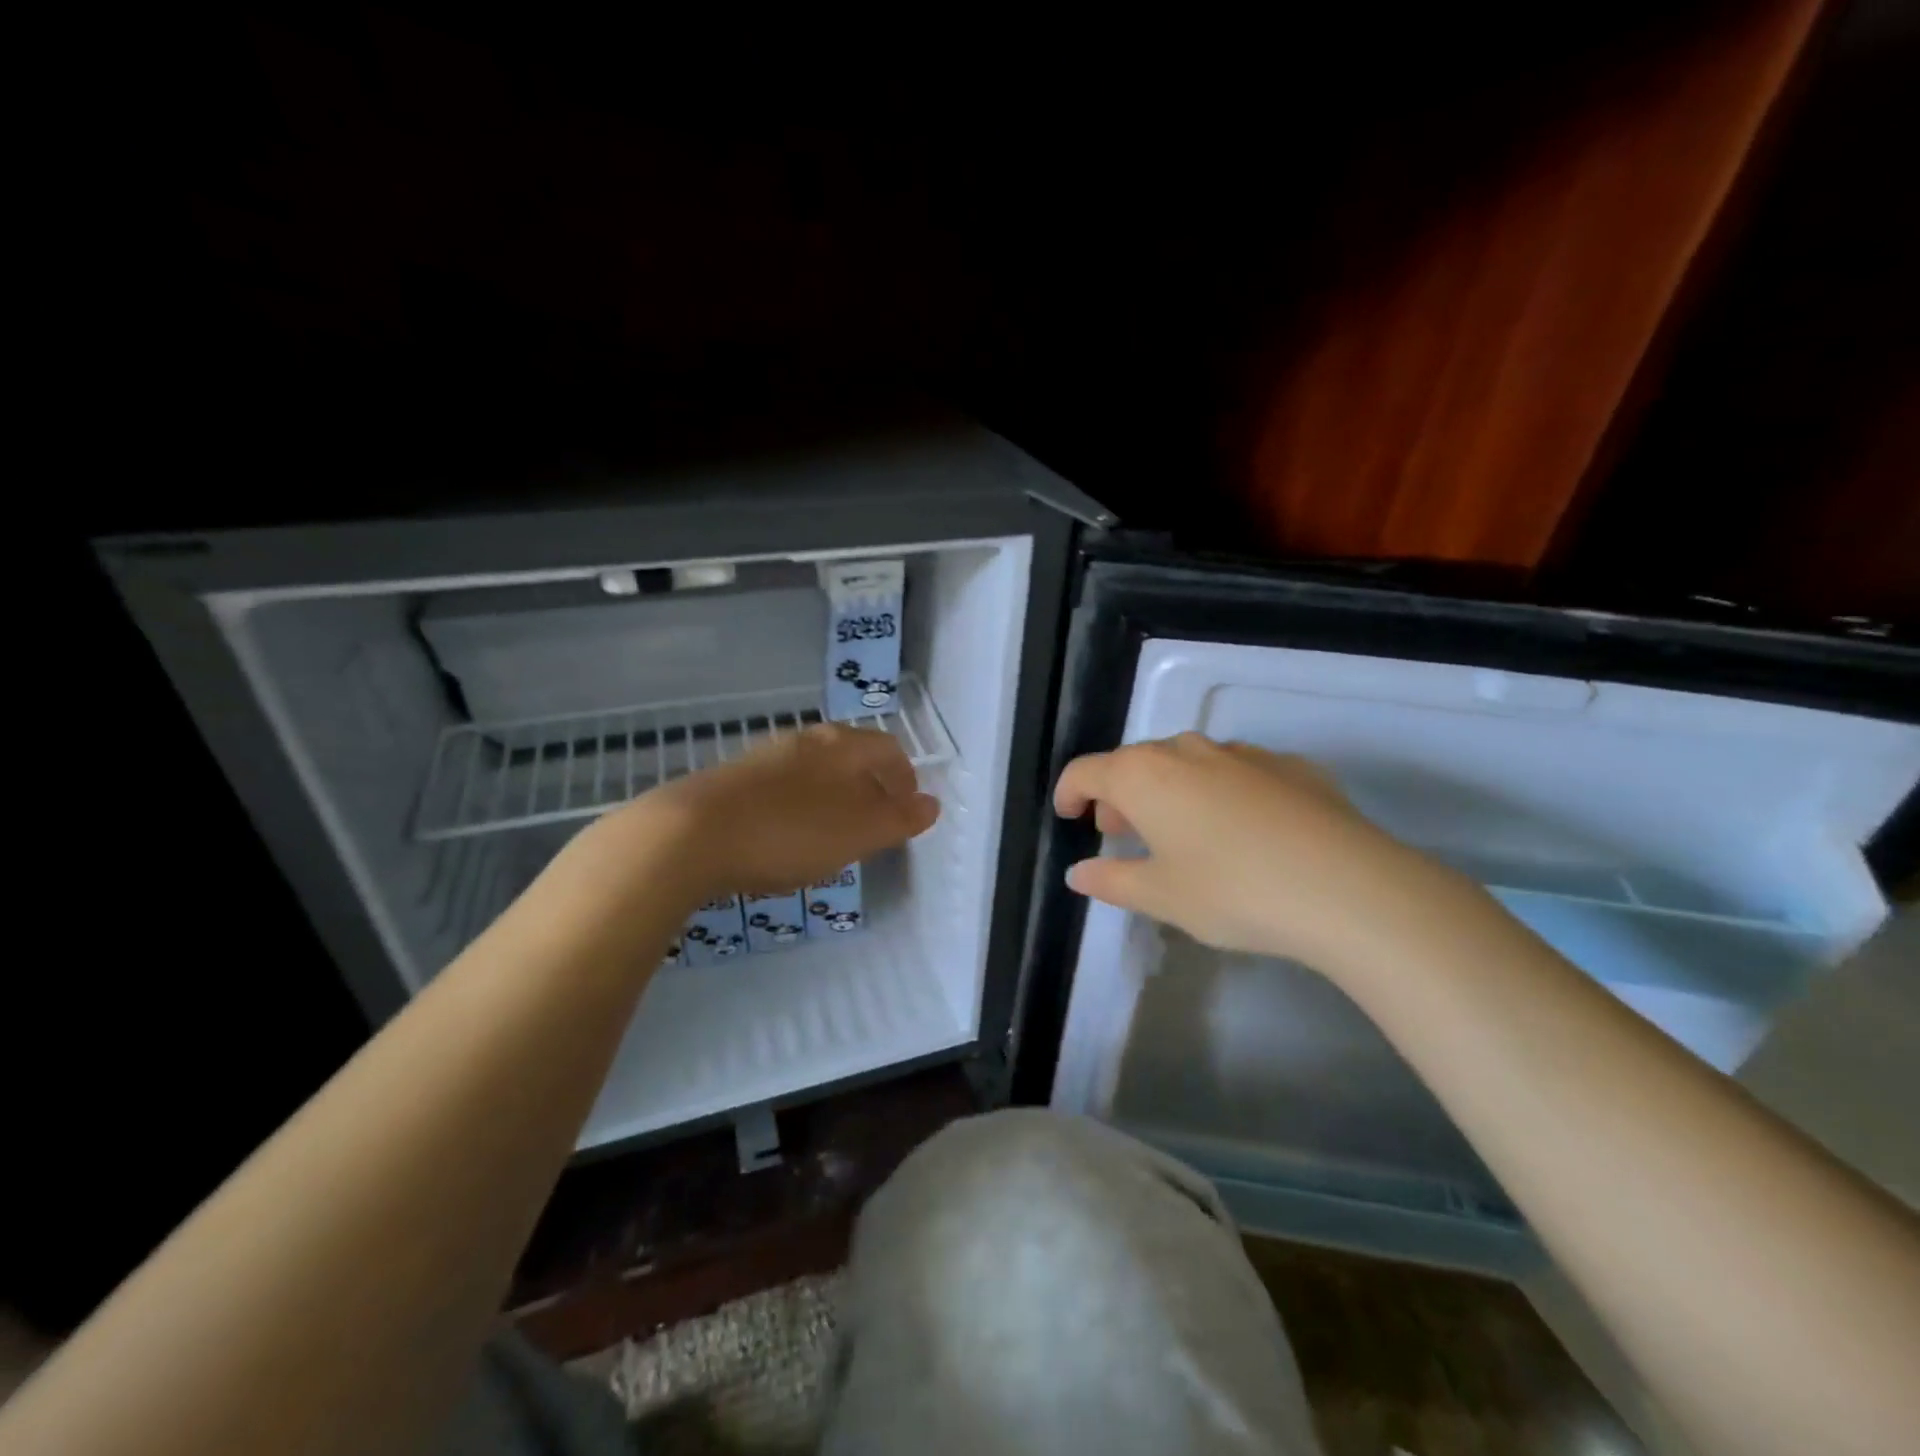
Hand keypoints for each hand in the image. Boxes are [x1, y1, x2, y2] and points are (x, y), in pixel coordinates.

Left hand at [588, 723, 939, 905]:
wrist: (688, 835)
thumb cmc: (789, 832)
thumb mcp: (858, 832)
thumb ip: (899, 818)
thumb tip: (931, 804)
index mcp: (841, 746)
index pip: (888, 749)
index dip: (905, 778)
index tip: (908, 809)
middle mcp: (804, 741)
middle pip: (850, 755)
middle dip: (869, 786)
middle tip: (875, 822)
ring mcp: (763, 757)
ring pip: (814, 771)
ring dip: (833, 796)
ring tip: (833, 832)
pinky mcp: (730, 780)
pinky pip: (780, 788)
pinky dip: (797, 807)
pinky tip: (784, 836)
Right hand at [1054, 733, 1469, 973]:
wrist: (1347, 887)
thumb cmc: (1232, 891)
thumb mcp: (1161, 896)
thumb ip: (1111, 880)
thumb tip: (1079, 872)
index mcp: (1144, 775)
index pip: (1086, 771)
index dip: (1069, 793)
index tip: (1068, 817)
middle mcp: (1187, 750)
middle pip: (1136, 763)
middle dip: (1119, 794)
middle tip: (1122, 832)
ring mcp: (1243, 753)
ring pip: (1188, 763)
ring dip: (1169, 790)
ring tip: (1181, 832)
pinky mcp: (1291, 765)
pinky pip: (1237, 772)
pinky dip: (1221, 793)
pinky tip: (1243, 831)